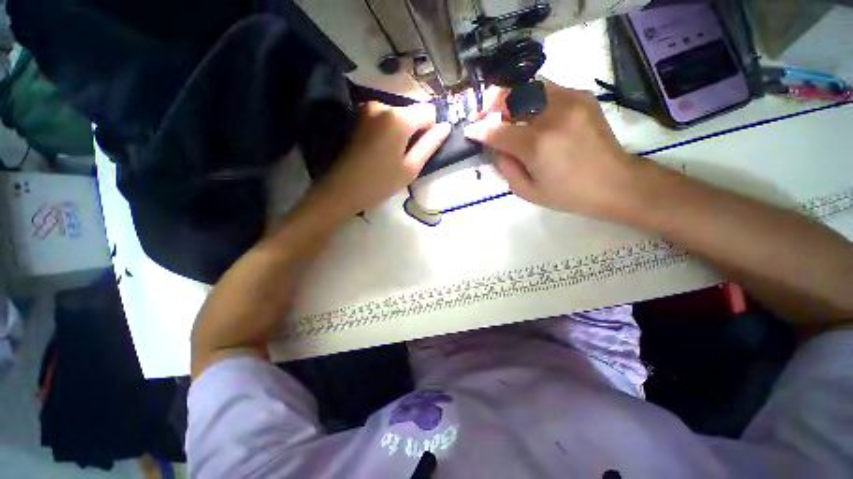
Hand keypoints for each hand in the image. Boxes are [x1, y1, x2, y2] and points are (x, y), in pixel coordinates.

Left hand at [316, 102, 450, 216]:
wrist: (343, 189)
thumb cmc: (380, 182)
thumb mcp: (411, 168)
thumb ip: (430, 145)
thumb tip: (446, 127)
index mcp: (399, 118)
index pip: (428, 111)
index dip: (430, 130)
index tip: (421, 149)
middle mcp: (383, 105)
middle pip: (412, 111)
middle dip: (415, 130)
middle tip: (405, 156)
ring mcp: (368, 109)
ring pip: (399, 115)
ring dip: (401, 132)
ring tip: (392, 155)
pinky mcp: (360, 116)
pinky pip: (385, 118)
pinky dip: (389, 131)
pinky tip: (381, 150)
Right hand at [464, 83, 639, 220]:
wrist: (615, 183)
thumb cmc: (568, 194)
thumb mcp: (527, 191)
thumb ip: (505, 166)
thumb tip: (494, 145)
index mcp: (537, 145)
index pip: (497, 130)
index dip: (479, 129)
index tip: (470, 131)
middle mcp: (553, 116)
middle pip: (512, 94)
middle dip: (492, 103)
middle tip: (486, 116)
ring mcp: (571, 101)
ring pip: (529, 85)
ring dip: (511, 97)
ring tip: (507, 113)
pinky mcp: (582, 97)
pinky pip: (547, 88)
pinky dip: (531, 98)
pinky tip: (531, 113)